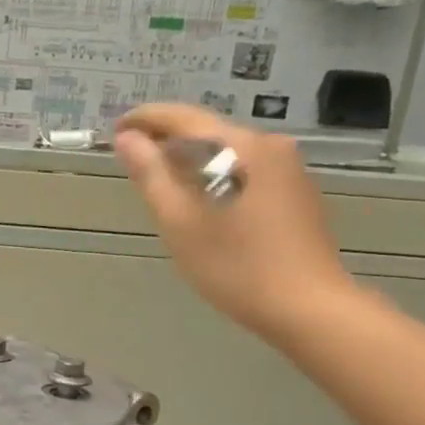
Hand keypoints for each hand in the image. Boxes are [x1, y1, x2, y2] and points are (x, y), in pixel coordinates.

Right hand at [115, 103, 360, 342]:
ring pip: (228, 151)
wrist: (309, 307)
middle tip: (133, 158)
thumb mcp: (180, 222)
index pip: (183, 118)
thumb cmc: (236, 266)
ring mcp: (288, 168)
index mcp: (239, 147)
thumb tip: (128, 139)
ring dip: (192, 159)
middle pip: (208, 131)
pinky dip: (217, 174)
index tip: (116, 128)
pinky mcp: (297, 191)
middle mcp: (269, 145)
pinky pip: (246, 169)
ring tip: (161, 180)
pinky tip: (202, 200)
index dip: (146, 119)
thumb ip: (152, 175)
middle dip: (168, 140)